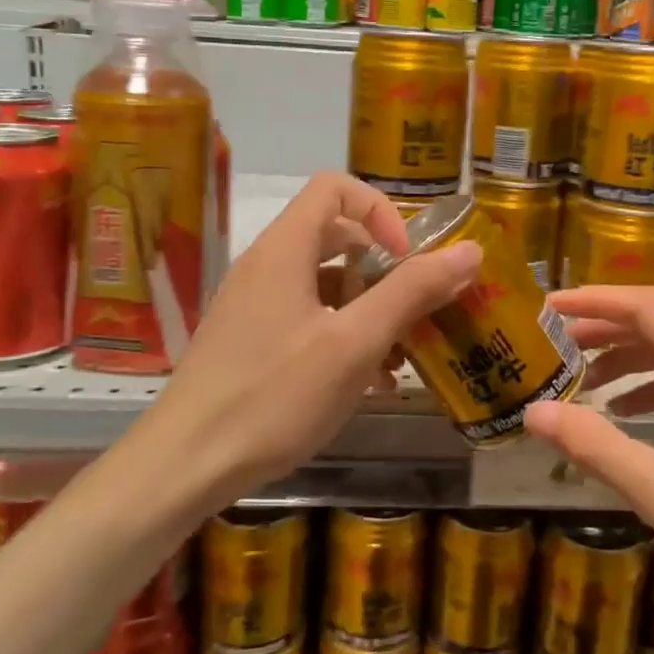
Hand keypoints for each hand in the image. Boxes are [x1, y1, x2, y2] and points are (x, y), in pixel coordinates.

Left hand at [142, 173, 479, 509]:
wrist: (184, 465)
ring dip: (369, 309)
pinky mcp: (250, 339)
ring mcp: (255, 304)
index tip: (406, 259)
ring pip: (325, 283)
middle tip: (415, 308)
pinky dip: (343, 334)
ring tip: (399, 358)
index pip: (336, 188)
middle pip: (336, 236)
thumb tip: (469, 251)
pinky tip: (368, 382)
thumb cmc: (274, 396)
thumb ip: (412, 292)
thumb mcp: (355, 343)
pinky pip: (308, 317)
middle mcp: (266, 265)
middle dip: (384, 268)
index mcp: (285, 249)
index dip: (381, 212)